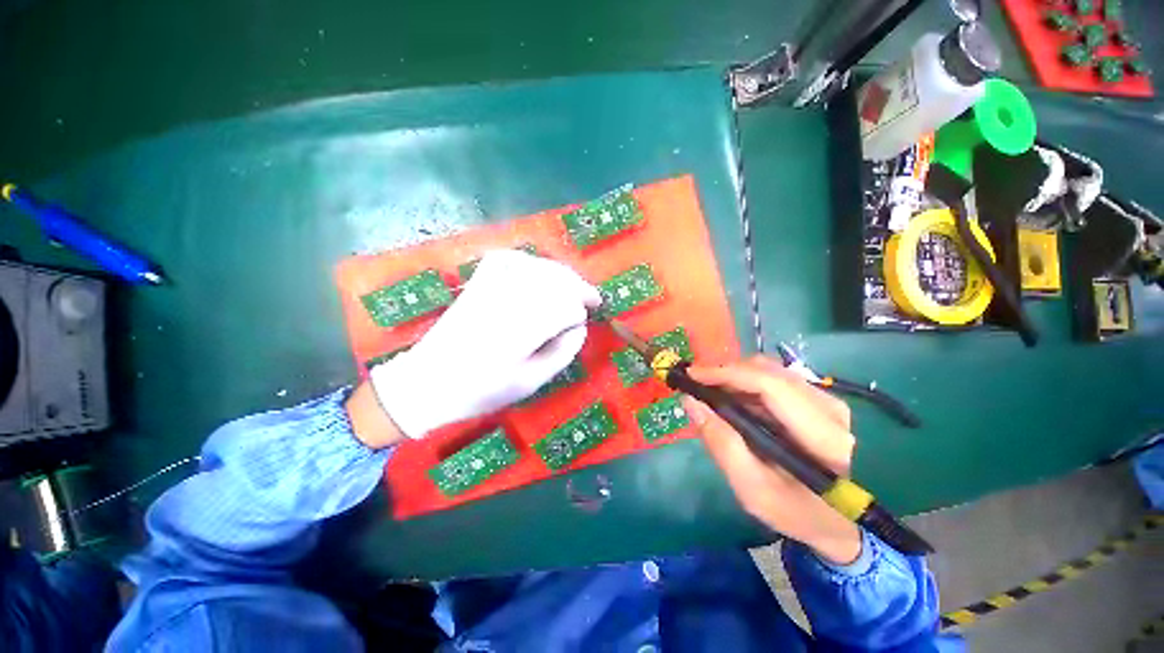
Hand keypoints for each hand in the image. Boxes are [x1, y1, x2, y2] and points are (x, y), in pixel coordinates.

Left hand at [369, 250, 600, 438]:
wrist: (428, 382)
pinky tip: (537, 271)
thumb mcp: (530, 382)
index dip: (580, 313)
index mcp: (523, 329)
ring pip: (537, 266)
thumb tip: (580, 328)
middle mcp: (510, 300)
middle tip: (591, 300)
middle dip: (579, 287)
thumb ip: (562, 353)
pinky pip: (508, 259)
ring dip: (561, 274)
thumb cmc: (482, 390)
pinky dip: (528, 261)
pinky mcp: (478, 283)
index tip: (586, 321)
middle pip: (556, 280)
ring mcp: (491, 287)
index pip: (566, 307)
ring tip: (572, 286)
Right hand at [683, 356, 862, 564]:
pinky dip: (748, 383)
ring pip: (772, 370)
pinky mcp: (820, 401)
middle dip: (727, 373)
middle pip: (769, 371)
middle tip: (698, 386)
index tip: (692, 375)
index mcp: (823, 437)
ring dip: (736, 377)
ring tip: (712, 392)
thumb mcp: (752, 489)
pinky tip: (734, 399)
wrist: (839, 522)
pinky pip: (777, 379)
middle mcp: (830, 408)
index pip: (770, 385)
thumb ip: (721, 444)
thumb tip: (690, 401)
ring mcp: (828, 401)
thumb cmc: (796, 512)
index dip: (727, 374)